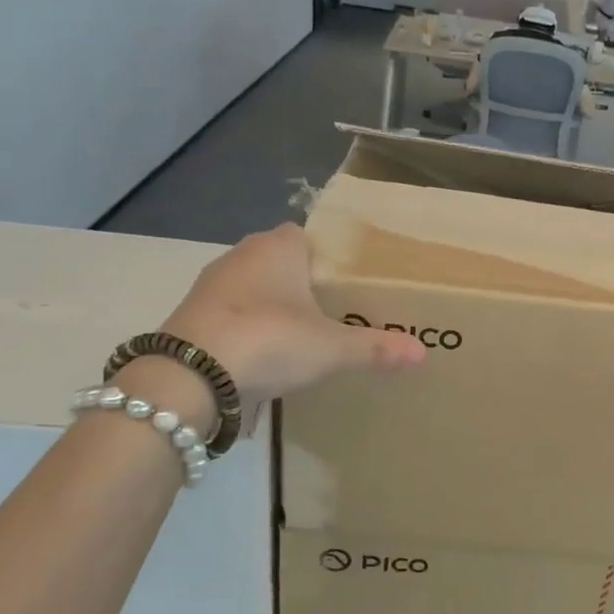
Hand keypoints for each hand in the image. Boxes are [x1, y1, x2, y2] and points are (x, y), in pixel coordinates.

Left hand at [162, 225, 426, 399]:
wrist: (189, 377)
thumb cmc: (270, 341)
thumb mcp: (333, 348)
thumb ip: (376, 348)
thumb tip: (423, 353)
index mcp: (278, 247)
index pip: (308, 235)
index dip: (329, 257)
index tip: (349, 284)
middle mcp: (241, 256)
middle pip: (282, 262)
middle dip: (304, 284)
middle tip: (336, 312)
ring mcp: (212, 286)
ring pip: (255, 289)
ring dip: (274, 308)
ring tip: (305, 336)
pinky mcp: (192, 317)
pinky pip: (233, 315)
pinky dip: (250, 330)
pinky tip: (267, 356)